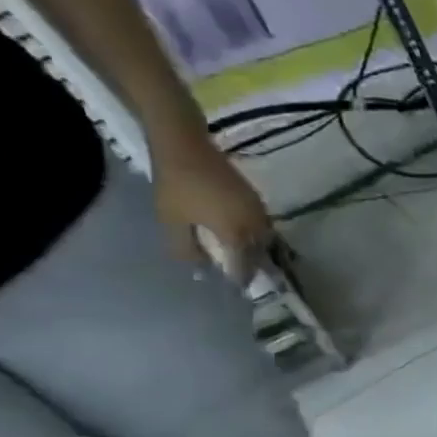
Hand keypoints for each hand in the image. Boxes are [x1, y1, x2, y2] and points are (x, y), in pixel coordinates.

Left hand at [153, 142, 271, 275]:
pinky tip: (242, 233)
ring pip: (264, 237)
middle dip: (253, 263)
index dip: (241, 276)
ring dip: (256, 248)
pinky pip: (261, 224)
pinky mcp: (256, 199)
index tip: (238, 287)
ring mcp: (258, 210)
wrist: (187, 149)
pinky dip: (255, 233)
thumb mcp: (172, 220)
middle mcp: (255, 224)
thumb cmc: (176, 187)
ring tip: (244, 255)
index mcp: (236, 233)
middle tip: (243, 273)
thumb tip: (199, 265)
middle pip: (260, 251)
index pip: (245, 263)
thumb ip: (186, 247)